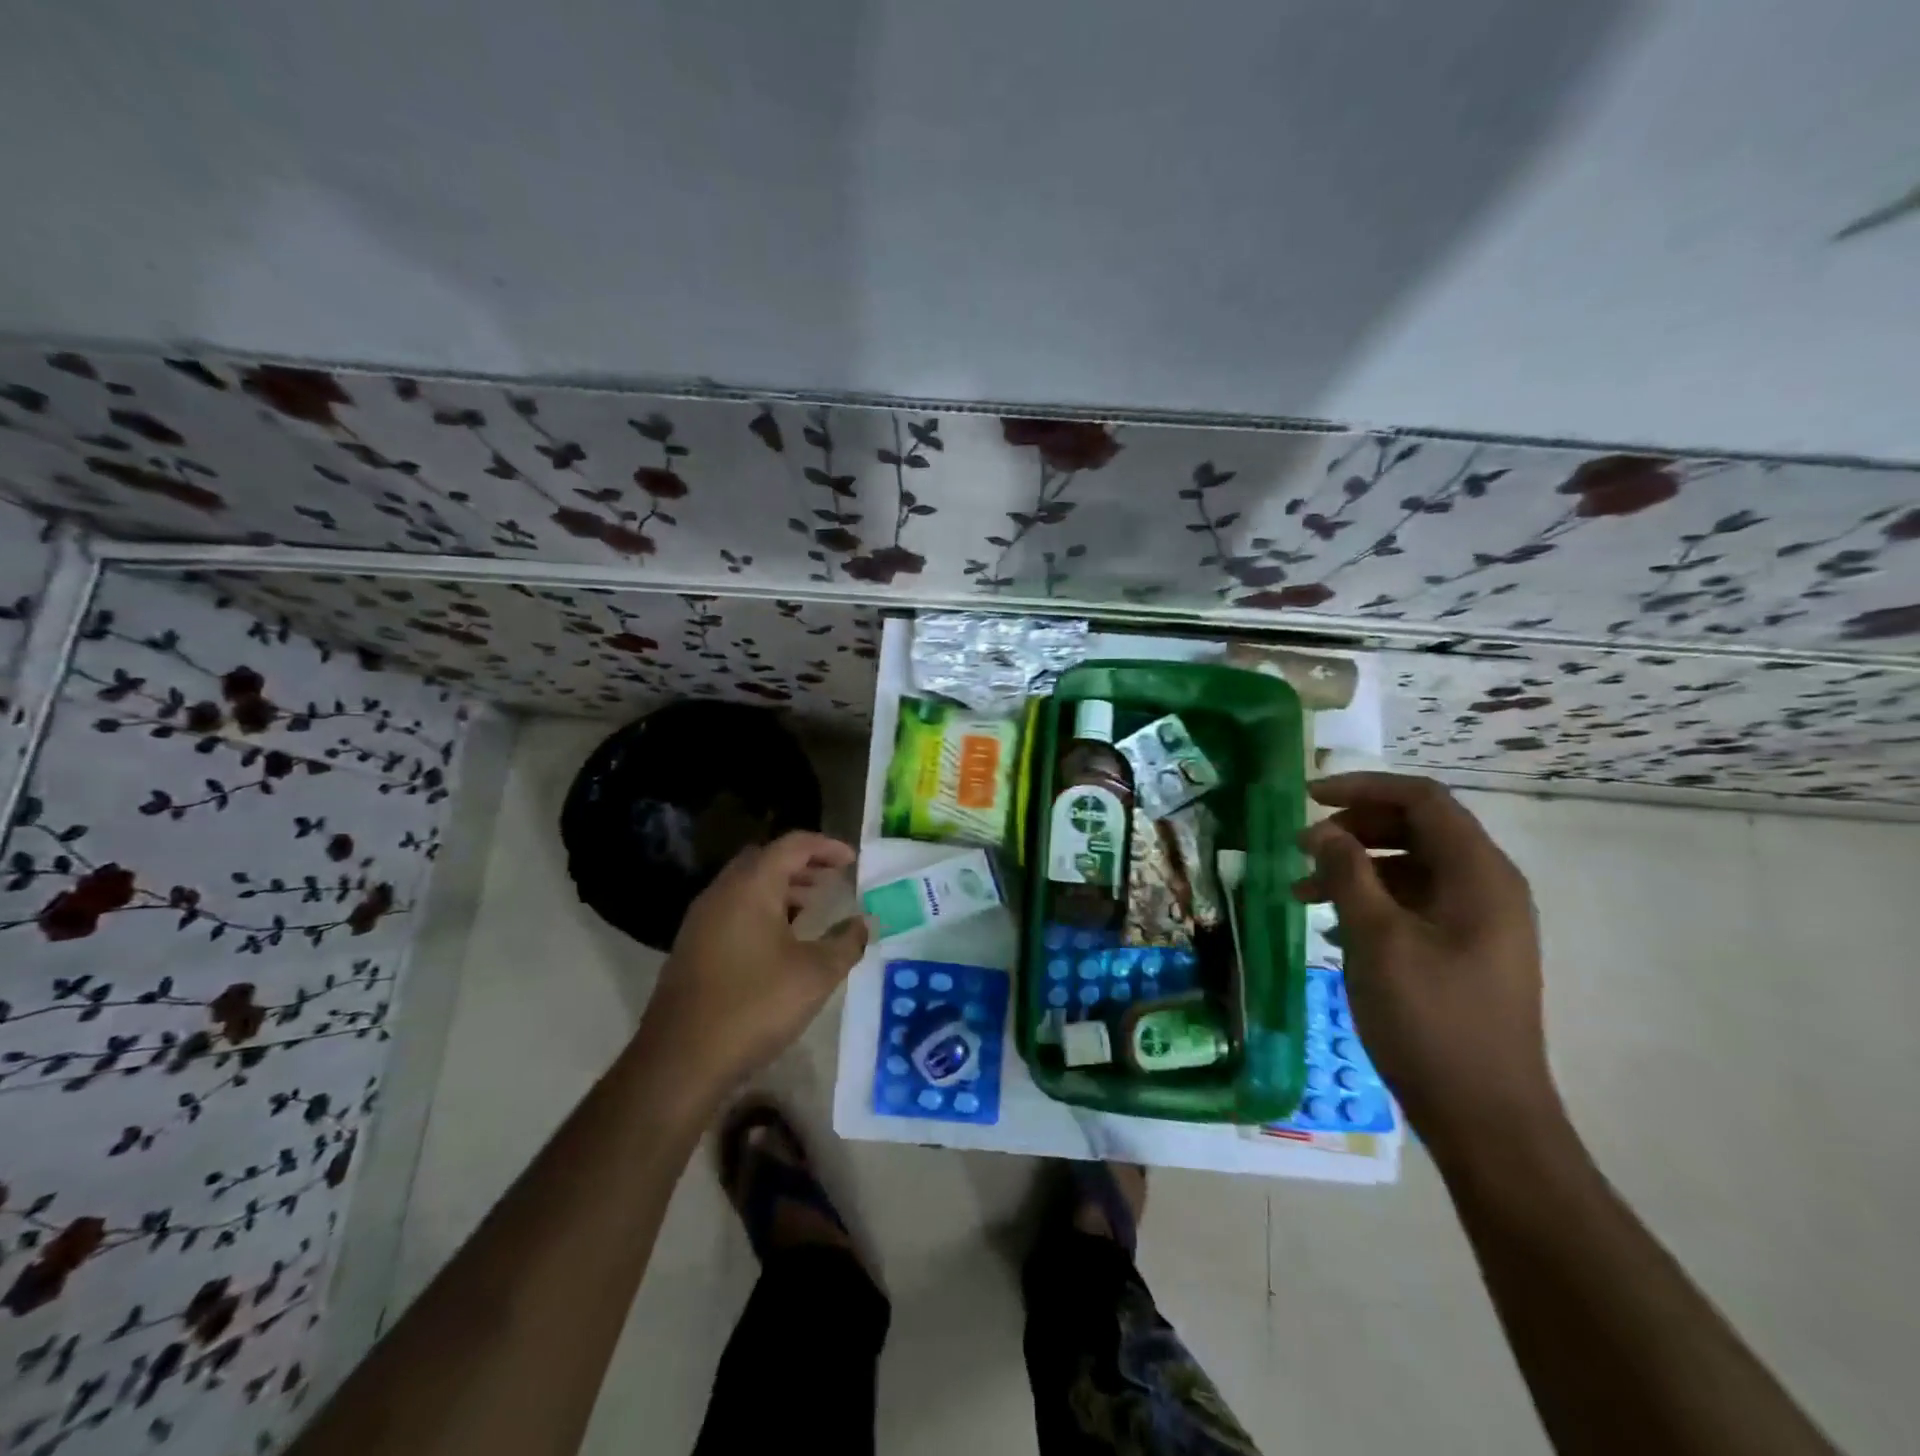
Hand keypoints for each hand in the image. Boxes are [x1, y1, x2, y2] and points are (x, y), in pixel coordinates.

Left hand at [635, 831, 868, 1102]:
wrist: (680, 1060)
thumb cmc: (755, 1006)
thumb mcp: (815, 974)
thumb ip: (846, 943)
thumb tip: (863, 923)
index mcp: (751, 887)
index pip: (793, 845)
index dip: (826, 847)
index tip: (853, 860)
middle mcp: (721, 892)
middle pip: (766, 859)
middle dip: (803, 864)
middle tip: (832, 880)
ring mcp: (701, 920)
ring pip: (747, 886)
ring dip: (782, 888)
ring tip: (813, 908)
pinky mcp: (692, 947)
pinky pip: (733, 910)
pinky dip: (762, 909)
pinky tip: (781, 942)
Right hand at [1294, 772, 1561, 1151]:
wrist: (1484, 1116)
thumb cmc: (1429, 1019)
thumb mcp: (1377, 939)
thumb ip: (1347, 873)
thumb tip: (1320, 830)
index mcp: (1479, 874)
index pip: (1423, 799)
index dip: (1363, 788)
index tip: (1307, 798)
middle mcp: (1487, 887)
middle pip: (1418, 828)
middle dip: (1355, 827)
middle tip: (1302, 846)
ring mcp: (1480, 921)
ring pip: (1412, 866)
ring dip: (1356, 866)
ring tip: (1302, 890)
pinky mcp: (1465, 950)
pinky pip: (1415, 902)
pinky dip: (1371, 899)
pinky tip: (1332, 925)